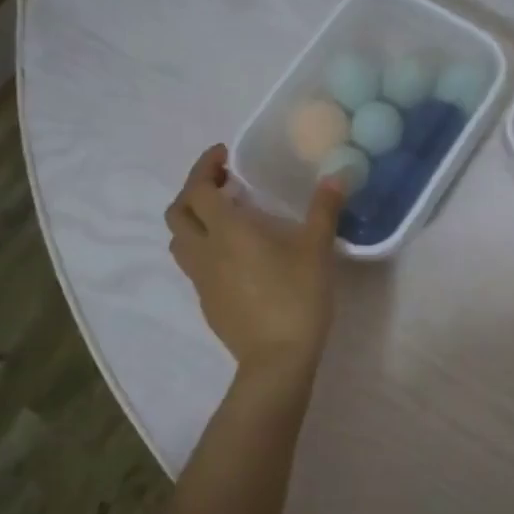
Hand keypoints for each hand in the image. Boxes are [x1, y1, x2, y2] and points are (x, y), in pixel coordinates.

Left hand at [165, 144, 345, 375]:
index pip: (198, 189)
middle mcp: (205, 251)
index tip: (224, 155)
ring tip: (224, 217)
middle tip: (223, 184)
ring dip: (193, 220)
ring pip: (180, 241)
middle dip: (194, 191)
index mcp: (227, 231)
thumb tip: (336, 176)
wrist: (277, 358)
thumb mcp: (317, 250)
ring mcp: (201, 279)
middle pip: (178, 212)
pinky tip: (234, 255)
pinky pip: (193, 264)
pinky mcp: (207, 302)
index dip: (205, 166)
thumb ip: (324, 210)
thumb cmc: (297, 297)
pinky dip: (204, 247)